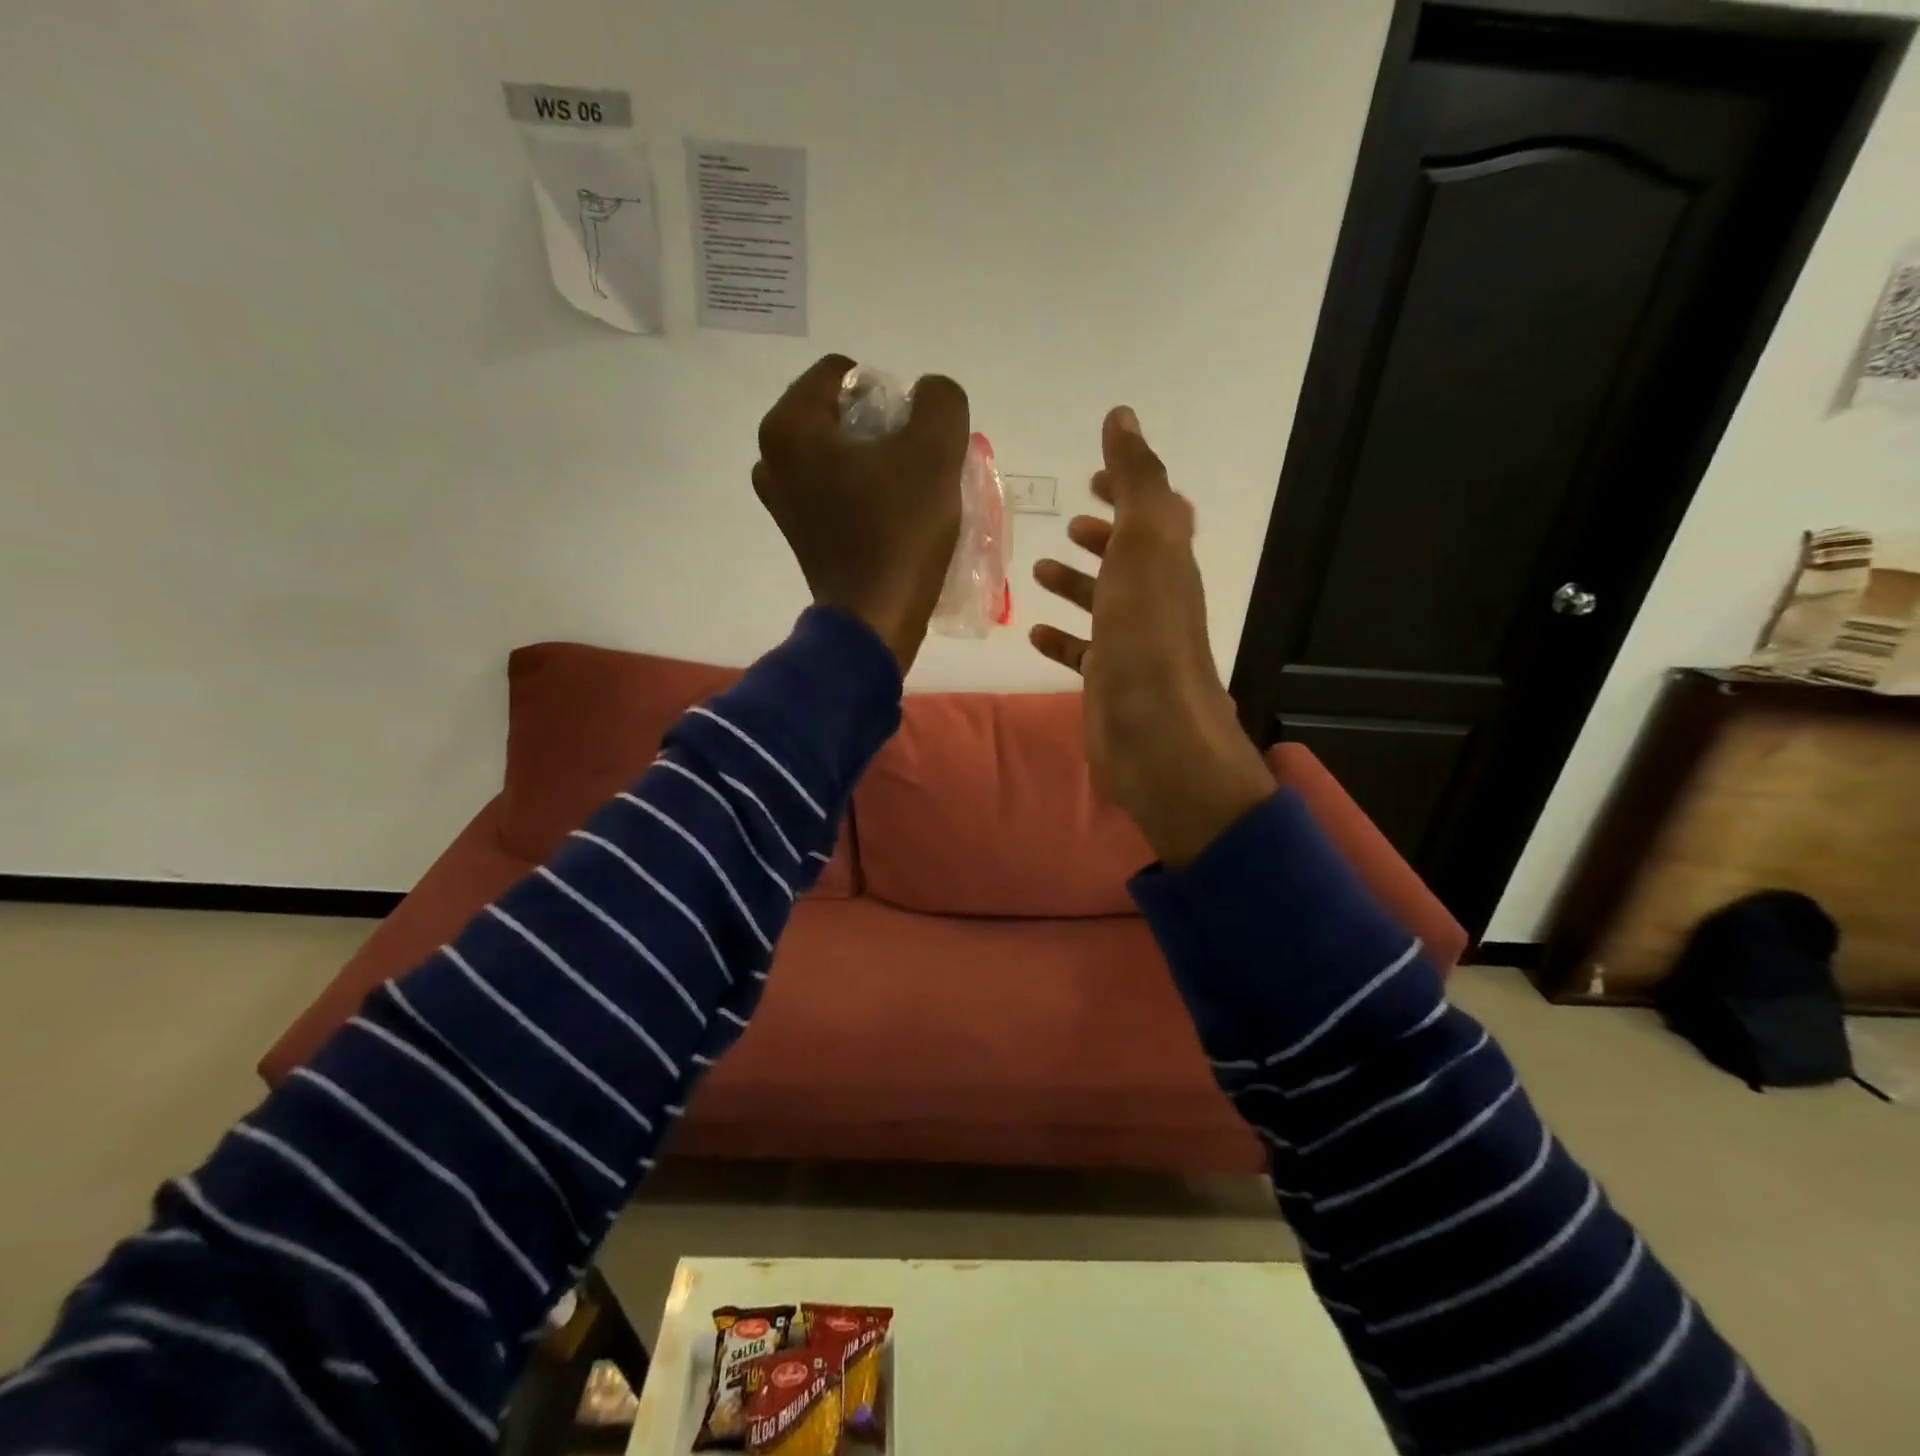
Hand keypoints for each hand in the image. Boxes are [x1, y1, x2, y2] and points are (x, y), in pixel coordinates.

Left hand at [754, 354, 969, 673]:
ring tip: (906, 491)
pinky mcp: (798, 532)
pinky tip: (890, 516)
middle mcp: (771, 457)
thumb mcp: (936, 450)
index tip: (911, 436)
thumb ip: (939, 400)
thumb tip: (929, 398)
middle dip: (881, 429)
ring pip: (838, 454)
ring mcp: (780, 500)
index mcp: (790, 426)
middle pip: (838, 414)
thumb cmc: (899, 531)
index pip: (843, 373)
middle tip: (914, 463)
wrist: (876, 618)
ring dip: (874, 462)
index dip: (888, 394)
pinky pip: (834, 490)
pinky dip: (862, 492)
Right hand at [1031, 408, 1274, 866]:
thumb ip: (1136, 479)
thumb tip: (1122, 415)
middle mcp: (1155, 599)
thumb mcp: (1144, 543)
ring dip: (1076, 584)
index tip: (1093, 476)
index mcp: (1167, 560)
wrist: (1153, 733)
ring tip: (1038, 569)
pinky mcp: (1108, 681)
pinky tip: (1032, 632)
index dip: (1128, 487)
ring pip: (1104, 603)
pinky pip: (1082, 651)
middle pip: (1130, 557)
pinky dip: (1061, 638)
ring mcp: (1132, 643)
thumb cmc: (1146, 634)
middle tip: (1069, 521)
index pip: (1153, 510)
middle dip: (1103, 536)